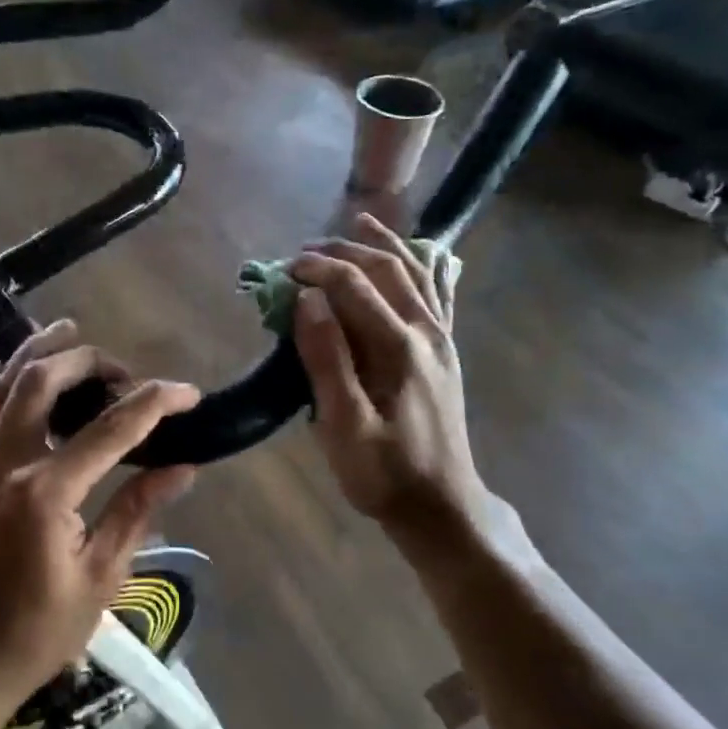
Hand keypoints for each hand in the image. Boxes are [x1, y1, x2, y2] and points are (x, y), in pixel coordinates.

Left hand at [0, 321, 199, 704]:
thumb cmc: (35, 634)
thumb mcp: (99, 578)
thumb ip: (137, 512)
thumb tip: (182, 468)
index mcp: (44, 493)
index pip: (110, 429)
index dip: (154, 403)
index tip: (188, 393)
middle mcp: (5, 463)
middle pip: (42, 380)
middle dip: (89, 361)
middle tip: (128, 372)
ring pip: (6, 383)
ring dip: (43, 353)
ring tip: (74, 331)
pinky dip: (20, 379)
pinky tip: (42, 377)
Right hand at [291, 215, 524, 563]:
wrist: (441, 507)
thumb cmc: (384, 472)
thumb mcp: (344, 425)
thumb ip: (326, 359)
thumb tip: (308, 300)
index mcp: (398, 346)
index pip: (354, 285)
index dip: (317, 269)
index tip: (282, 270)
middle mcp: (425, 331)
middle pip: (387, 269)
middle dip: (344, 250)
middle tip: (306, 250)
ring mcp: (440, 340)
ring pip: (417, 273)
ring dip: (385, 244)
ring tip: (361, 221)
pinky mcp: (444, 352)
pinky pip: (439, 295)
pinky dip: (426, 267)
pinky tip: (423, 254)